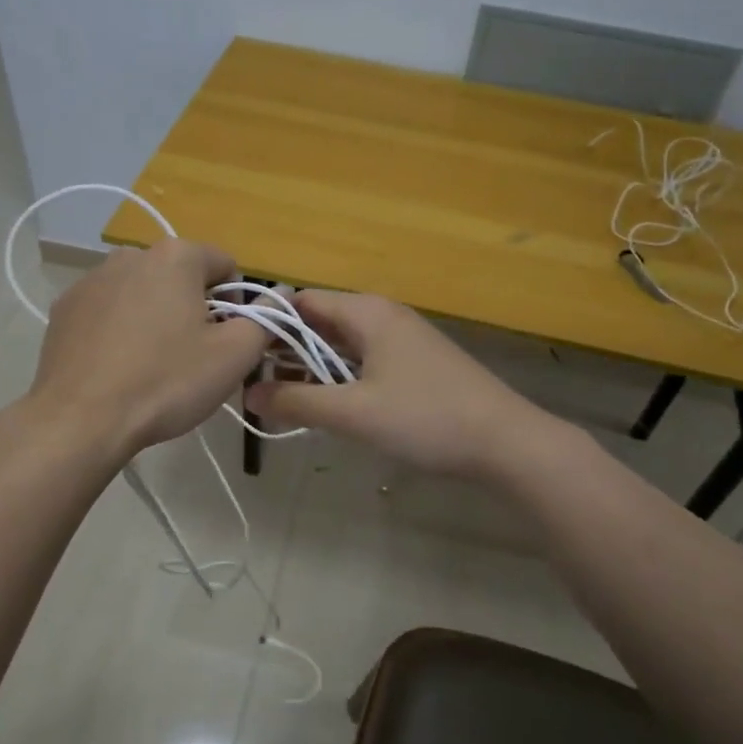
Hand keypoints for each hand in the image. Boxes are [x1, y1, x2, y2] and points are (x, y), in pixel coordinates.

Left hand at [28, 241, 266, 456]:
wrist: (80, 420)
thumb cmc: (166, 382)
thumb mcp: (234, 356)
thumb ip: (264, 320)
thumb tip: (277, 301)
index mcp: (176, 257)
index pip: (225, 265)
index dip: (236, 303)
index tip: (226, 340)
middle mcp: (131, 255)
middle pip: (181, 278)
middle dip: (193, 308)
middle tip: (192, 357)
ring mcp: (91, 280)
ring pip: (142, 293)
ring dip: (155, 317)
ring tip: (151, 366)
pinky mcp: (64, 309)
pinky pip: (108, 311)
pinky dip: (119, 330)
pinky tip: (118, 368)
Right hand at [242, 292, 549, 477]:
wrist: (505, 441)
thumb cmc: (426, 418)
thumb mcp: (354, 412)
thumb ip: (297, 402)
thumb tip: (248, 395)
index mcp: (366, 312)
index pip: (301, 302)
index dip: (267, 325)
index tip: (237, 355)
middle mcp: (382, 315)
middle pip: (319, 322)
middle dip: (285, 350)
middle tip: (249, 383)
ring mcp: (402, 339)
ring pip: (341, 345)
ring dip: (310, 368)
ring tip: (276, 398)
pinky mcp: (414, 363)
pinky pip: (362, 361)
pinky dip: (338, 377)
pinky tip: (324, 404)